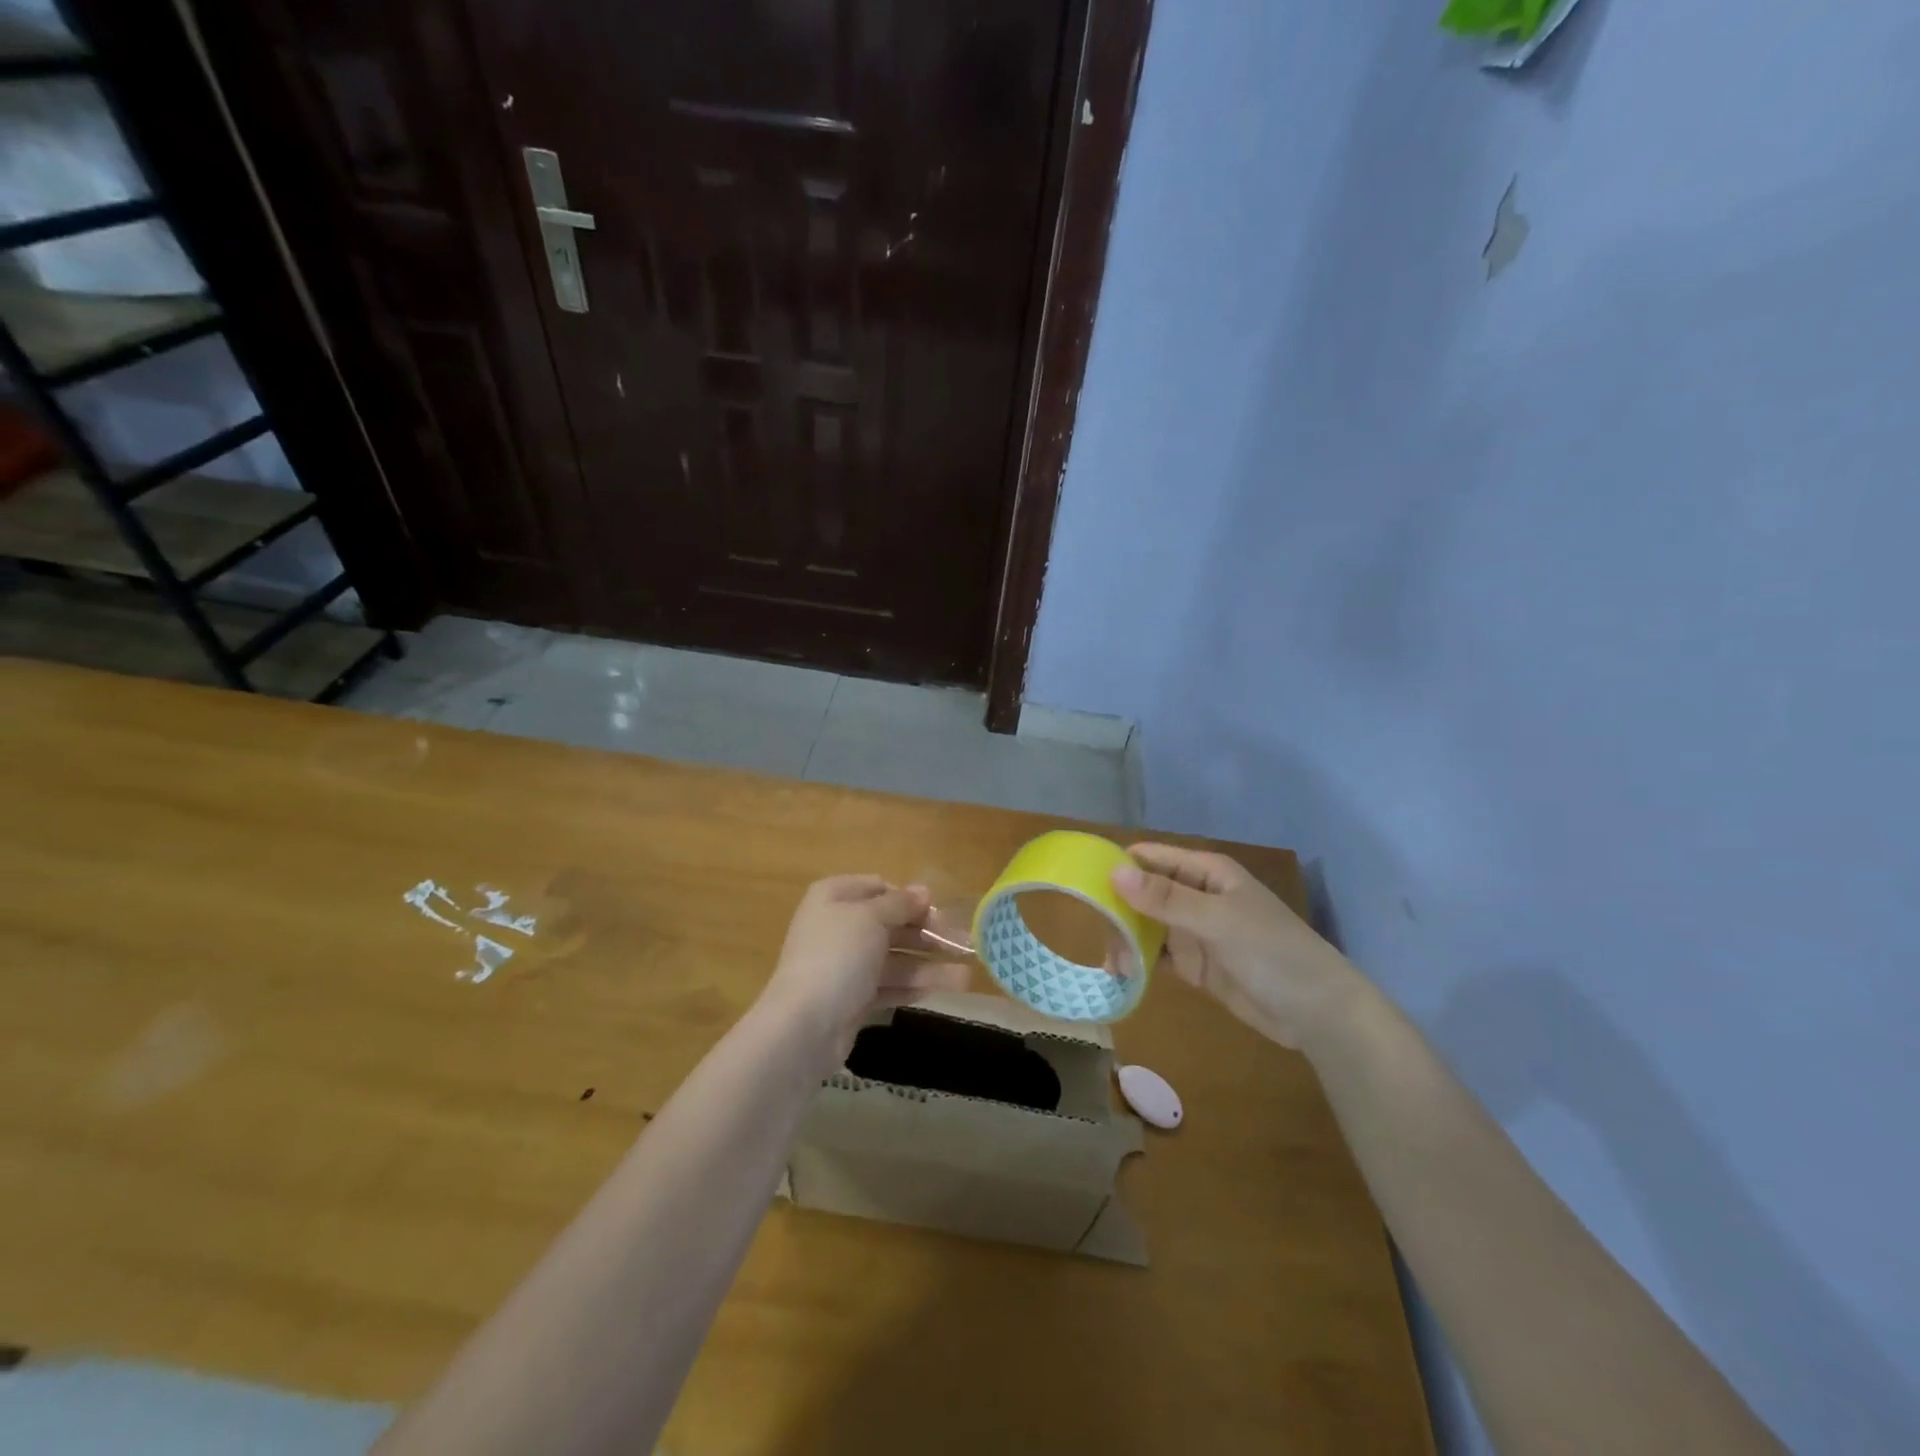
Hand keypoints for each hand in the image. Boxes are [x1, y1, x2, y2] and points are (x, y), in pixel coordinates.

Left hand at [761, 875, 969, 1055]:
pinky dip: (916, 986)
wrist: (804, 1024)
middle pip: (892, 924)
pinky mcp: (854, 998)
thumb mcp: (871, 918)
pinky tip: (946, 989)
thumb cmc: (838, 956)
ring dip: (930, 965)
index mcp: (835, 897)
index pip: (880, 888)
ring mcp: (846, 965)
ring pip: (895, 958)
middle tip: (965, 944)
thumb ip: (900, 904)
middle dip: (929, 934)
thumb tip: (923, 890)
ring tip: (966, 977)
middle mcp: (839, 926)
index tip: (938, 912)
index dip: (910, 898)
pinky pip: (890, 985)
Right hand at [1111, 843, 1362, 1049]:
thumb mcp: (1217, 920)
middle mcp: (1196, 895)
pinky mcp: (1196, 964)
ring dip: (1126, 938)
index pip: (1151, 857)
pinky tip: (1122, 973)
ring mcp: (1195, 931)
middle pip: (1144, 891)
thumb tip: (1114, 873)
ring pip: (1147, 925)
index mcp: (1206, 872)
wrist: (1317, 1012)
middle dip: (1118, 908)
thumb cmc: (1272, 951)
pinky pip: (1159, 955)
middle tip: (1096, 931)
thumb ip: (1165, 898)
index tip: (1082, 881)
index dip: (1118, 865)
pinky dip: (1139, 962)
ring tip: (1111, 960)